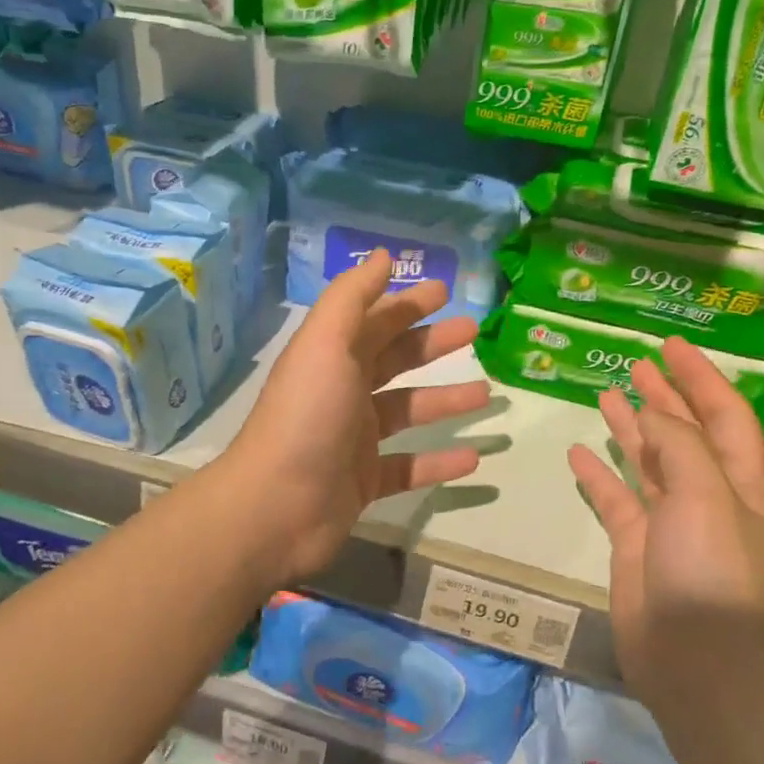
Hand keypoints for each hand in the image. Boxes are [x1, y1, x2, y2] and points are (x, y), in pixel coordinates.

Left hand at [225, 250, 490, 580]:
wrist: (276, 508)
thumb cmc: (307, 417)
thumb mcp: (326, 344)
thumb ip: (353, 297)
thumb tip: (381, 255)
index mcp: (332, 356)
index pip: (375, 320)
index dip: (406, 303)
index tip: (445, 290)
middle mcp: (342, 392)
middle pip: (394, 360)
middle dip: (432, 344)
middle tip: (475, 332)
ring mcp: (353, 439)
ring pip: (407, 412)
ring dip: (445, 400)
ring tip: (487, 394)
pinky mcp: (363, 482)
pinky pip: (409, 467)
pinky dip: (439, 462)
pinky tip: (474, 460)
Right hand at [567, 337, 763, 702]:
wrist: (694, 657)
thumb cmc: (711, 570)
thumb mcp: (705, 496)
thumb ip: (679, 446)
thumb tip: (652, 414)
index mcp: (737, 481)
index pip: (724, 415)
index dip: (701, 377)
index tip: (671, 346)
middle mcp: (706, 495)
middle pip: (685, 433)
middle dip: (666, 396)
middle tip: (637, 363)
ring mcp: (668, 521)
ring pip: (648, 461)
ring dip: (630, 427)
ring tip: (607, 393)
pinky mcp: (634, 545)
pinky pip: (614, 498)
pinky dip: (598, 474)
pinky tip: (578, 452)